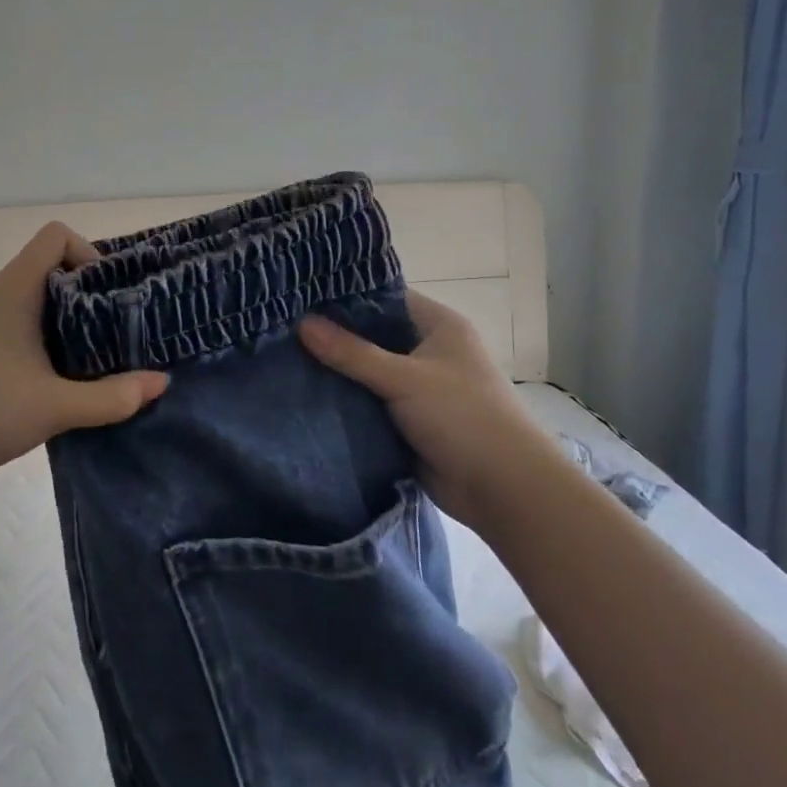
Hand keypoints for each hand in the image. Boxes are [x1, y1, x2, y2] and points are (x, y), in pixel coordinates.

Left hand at [0, 223, 170, 499]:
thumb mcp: (56, 407)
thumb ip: (112, 396)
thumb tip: (161, 382)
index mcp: (13, 292)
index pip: (55, 236)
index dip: (89, 254)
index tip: (110, 296)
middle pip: (50, 267)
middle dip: (89, 293)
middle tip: (118, 329)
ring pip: (35, 300)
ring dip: (68, 320)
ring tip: (97, 355)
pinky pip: (19, 324)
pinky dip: (46, 338)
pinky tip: (59, 378)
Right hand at [298, 291, 548, 519]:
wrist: (503, 489)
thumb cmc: (463, 417)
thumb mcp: (404, 378)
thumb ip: (351, 352)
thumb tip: (302, 323)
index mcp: (438, 326)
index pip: (385, 298)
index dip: (346, 297)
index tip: (301, 296)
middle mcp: (428, 351)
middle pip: (372, 336)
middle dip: (334, 337)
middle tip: (283, 329)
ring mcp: (417, 387)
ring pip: (367, 371)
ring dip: (336, 372)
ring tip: (283, 359)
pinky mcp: (407, 421)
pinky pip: (368, 403)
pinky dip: (344, 402)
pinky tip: (304, 395)